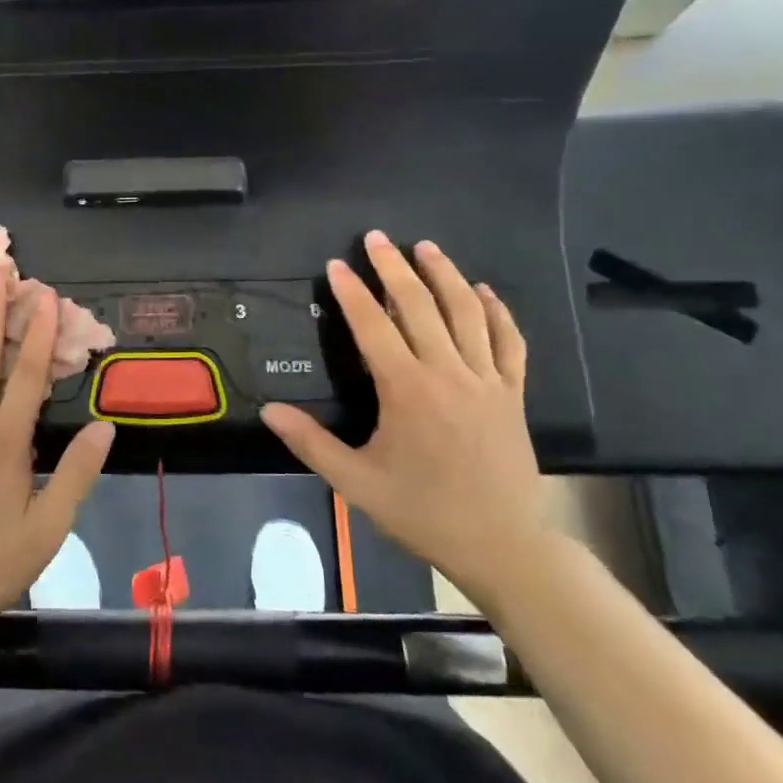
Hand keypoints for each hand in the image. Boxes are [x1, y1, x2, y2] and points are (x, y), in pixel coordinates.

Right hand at [261, 232, 546, 606]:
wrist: (501, 544)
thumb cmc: (422, 512)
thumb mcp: (356, 482)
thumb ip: (311, 442)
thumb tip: (268, 410)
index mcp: (407, 390)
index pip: (374, 326)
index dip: (353, 292)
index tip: (337, 264)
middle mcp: (448, 373)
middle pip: (420, 306)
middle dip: (395, 267)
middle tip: (377, 238)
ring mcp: (487, 380)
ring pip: (467, 313)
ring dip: (445, 275)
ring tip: (426, 247)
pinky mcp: (513, 393)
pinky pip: (509, 341)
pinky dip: (497, 311)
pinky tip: (483, 291)